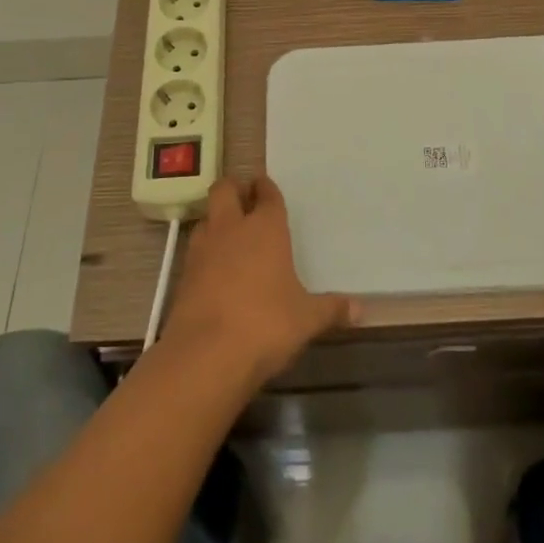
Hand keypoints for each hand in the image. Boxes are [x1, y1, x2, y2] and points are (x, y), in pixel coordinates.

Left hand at [161, 175, 358, 386]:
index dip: (267, 188)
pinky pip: (195, 249)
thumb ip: (331, 309)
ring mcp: (203, 248)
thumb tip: (361, 309)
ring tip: (230, 234)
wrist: (206, 355)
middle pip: (225, 189)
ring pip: (206, 216)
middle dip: (234, 189)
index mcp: (265, 228)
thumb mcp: (307, 319)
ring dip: (216, 219)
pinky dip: (205, 251)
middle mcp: (231, 228)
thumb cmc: (266, 325)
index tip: (267, 187)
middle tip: (244, 199)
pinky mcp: (183, 274)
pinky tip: (215, 270)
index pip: (266, 194)